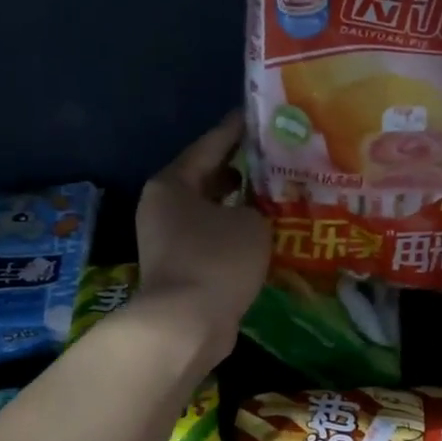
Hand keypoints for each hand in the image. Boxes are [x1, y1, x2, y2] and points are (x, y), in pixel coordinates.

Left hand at [135, 111, 269, 364]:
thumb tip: (253, 212)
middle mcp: (164, 206)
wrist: (185, 324)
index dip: (237, 129)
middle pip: (208, 177)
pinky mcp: (180, 267)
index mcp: (173, 183)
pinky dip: (234, 233)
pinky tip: (264, 233)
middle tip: (277, 157)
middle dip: (242, 169)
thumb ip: (257, 206)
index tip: (260, 116)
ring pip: (211, 211)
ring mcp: (168, 239)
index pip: (211, 144)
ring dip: (240, 205)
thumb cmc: (216, 261)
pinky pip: (212, 238)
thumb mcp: (251, 223)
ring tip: (277, 194)